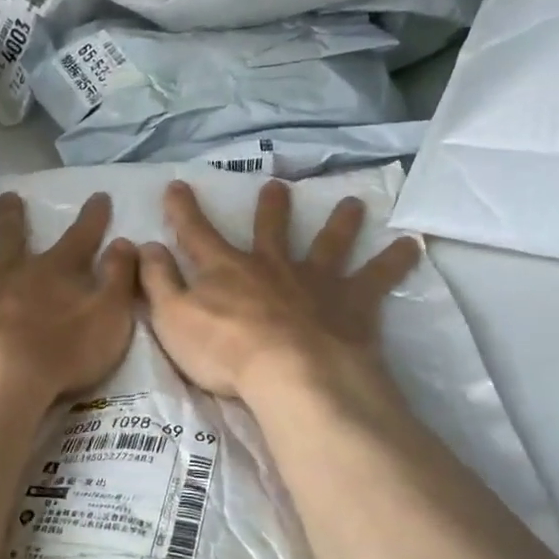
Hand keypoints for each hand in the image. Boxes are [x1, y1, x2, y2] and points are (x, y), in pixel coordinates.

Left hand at [0, 191, 138, 405]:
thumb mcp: (110, 318)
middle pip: (11, 239)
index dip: (91, 219)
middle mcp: (8, 273)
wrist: (2, 380)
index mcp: (52, 274)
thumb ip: (119, 280)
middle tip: (7, 197)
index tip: (98, 196)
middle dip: (11, 217)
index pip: (80, 239)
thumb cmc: (62, 355)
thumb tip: (127, 243)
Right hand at [139, 180, 422, 407]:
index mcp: (226, 269)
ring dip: (339, 223)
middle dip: (271, 208)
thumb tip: (145, 247)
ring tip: (353, 204)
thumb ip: (157, 281)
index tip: (177, 185)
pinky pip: (378, 277)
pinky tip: (413, 245)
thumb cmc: (225, 351)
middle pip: (271, 230)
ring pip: (328, 243)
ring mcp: (315, 281)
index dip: (183, 209)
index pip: (196, 232)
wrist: (291, 374)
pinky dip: (395, 261)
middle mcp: (272, 265)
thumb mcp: (172, 317)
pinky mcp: (351, 303)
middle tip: (277, 187)